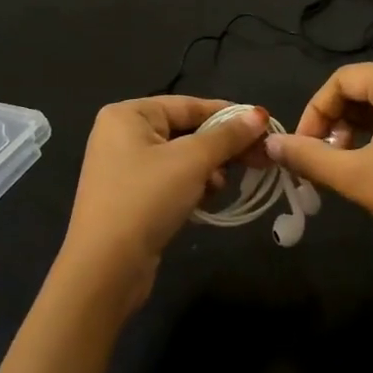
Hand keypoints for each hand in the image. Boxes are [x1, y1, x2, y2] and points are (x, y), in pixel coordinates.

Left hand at [58, 96, 270, 307]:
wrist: (107, 266)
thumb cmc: (147, 198)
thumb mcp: (192, 160)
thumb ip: (228, 136)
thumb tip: (259, 114)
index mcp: (128, 114)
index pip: (189, 105)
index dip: (229, 115)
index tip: (265, 127)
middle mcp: (122, 135)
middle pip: (186, 131)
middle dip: (221, 147)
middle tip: (259, 159)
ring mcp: (125, 168)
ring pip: (182, 159)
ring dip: (208, 170)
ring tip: (221, 186)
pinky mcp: (132, 197)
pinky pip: (171, 181)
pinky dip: (192, 187)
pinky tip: (206, 200)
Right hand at [265, 54, 372, 265]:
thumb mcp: (356, 177)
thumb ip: (309, 156)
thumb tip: (271, 144)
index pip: (342, 80)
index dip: (315, 112)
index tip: (303, 147)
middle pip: (368, 83)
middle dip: (340, 117)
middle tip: (331, 153)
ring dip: (365, 122)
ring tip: (355, 158)